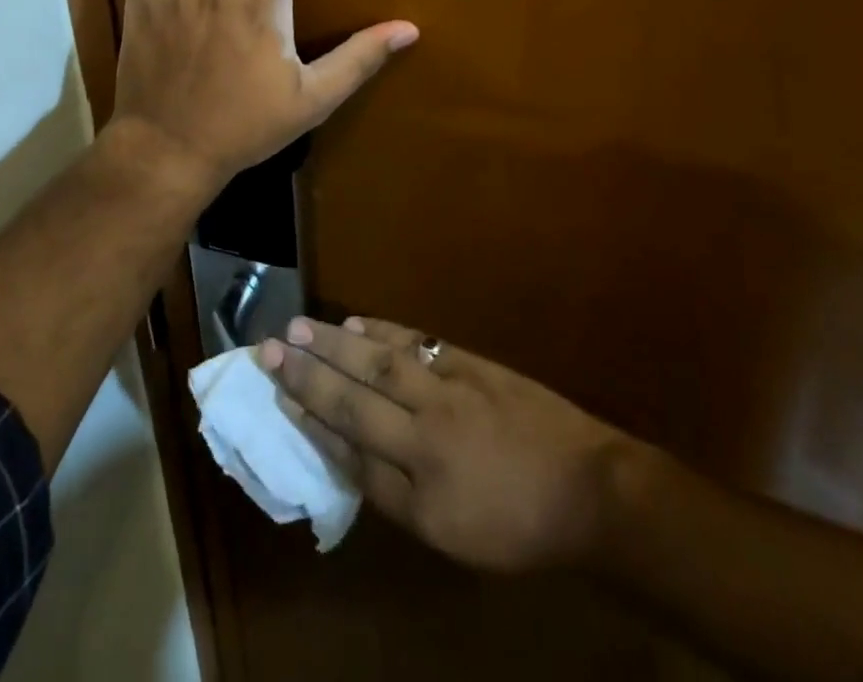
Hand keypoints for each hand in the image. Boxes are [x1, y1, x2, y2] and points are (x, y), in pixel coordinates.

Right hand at [262, 316, 645, 571]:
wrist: (592, 492)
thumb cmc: (519, 526)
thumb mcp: (454, 536)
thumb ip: (397, 494)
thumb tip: (350, 451)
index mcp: (422, 492)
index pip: (350, 450)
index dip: (310, 419)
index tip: (277, 396)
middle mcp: (427, 436)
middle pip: (355, 398)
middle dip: (308, 374)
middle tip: (270, 347)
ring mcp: (451, 392)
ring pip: (380, 363)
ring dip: (335, 344)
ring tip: (299, 328)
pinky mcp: (471, 364)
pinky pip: (416, 344)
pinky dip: (381, 332)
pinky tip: (356, 324)